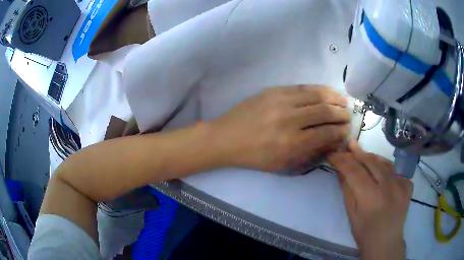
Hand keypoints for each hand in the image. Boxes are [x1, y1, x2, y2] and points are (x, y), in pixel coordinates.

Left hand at [210, 85, 350, 171]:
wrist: (227, 137)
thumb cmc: (255, 156)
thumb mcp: (282, 164)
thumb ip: (309, 152)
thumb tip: (331, 141)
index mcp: (291, 143)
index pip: (325, 134)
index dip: (340, 132)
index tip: (346, 131)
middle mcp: (289, 120)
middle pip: (325, 112)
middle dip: (341, 114)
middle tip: (348, 115)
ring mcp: (281, 101)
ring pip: (316, 95)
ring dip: (334, 98)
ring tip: (343, 101)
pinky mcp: (274, 90)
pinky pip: (302, 87)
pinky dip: (318, 89)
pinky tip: (326, 91)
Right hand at [328, 142, 411, 259]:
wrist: (386, 242)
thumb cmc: (364, 232)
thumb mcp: (351, 214)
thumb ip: (347, 190)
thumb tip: (341, 170)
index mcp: (371, 198)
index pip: (355, 171)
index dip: (342, 160)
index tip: (333, 154)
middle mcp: (388, 187)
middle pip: (371, 162)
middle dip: (358, 152)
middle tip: (349, 145)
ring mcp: (401, 185)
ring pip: (385, 163)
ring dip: (372, 158)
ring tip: (363, 154)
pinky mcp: (408, 185)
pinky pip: (395, 171)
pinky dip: (386, 169)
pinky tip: (381, 173)